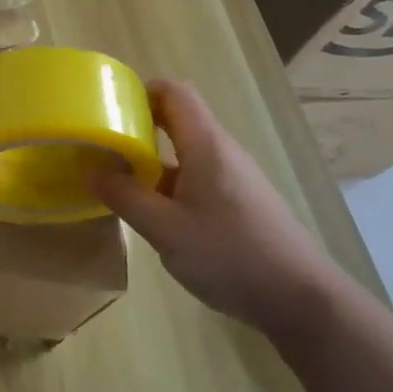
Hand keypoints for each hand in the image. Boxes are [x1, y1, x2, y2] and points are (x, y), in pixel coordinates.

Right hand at [87, 79, 346, 337]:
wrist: (301, 300)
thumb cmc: (230, 255)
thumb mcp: (165, 229)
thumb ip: (125, 197)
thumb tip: (91, 171)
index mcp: (206, 145)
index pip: (174, 92)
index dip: (140, 91)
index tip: (109, 111)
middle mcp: (222, 152)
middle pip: (178, 119)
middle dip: (138, 126)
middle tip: (103, 146)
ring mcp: (234, 177)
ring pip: (186, 151)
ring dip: (151, 158)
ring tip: (118, 180)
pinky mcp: (239, 202)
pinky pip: (197, 176)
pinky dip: (169, 182)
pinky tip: (154, 213)